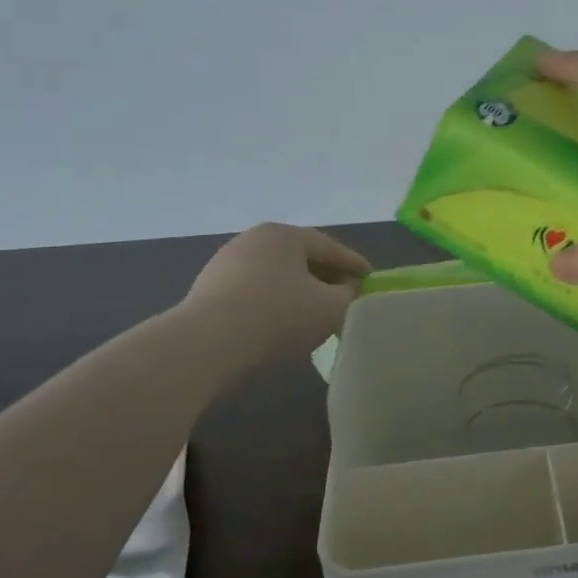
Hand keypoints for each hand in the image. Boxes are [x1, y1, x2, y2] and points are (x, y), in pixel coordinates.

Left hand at [179, 224, 369, 365]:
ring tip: (316, 312)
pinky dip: (275, 301)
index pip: (330, 247)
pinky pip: (255, 290)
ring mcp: (227, 262)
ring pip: (277, 274)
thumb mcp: (330, 307)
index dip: (354, 264)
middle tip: (346, 295)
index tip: (371, 278)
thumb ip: (348, 294)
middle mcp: (254, 239)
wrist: (206, 343)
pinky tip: (282, 322)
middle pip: (301, 257)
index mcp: (285, 234)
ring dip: (299, 290)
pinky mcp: (209, 288)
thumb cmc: (278, 316)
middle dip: (326, 276)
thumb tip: (347, 288)